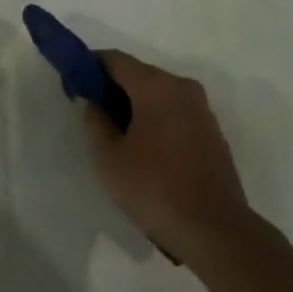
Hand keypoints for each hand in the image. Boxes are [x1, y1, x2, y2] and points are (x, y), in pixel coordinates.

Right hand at [82, 50, 252, 265]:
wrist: (217, 232)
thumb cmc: (155, 189)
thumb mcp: (109, 158)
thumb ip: (96, 121)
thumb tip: (95, 103)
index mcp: (155, 86)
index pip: (115, 59)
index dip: (91, 67)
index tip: (75, 85)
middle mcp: (182, 87)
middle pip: (139, 75)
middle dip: (114, 89)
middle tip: (95, 116)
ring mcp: (202, 109)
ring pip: (159, 95)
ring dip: (137, 107)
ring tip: (120, 139)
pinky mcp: (213, 132)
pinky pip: (176, 113)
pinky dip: (158, 121)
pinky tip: (148, 152)